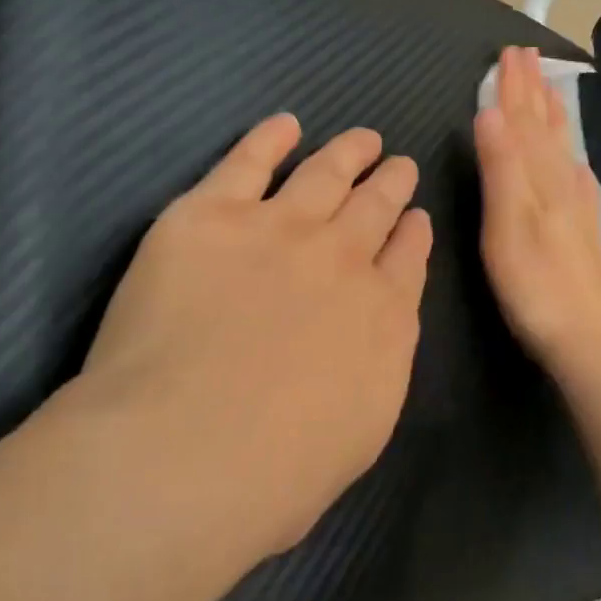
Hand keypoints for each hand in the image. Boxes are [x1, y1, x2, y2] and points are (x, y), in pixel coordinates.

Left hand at [73, 114, 431, 563]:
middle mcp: (342, 257)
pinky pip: (249, 160)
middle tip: (398, 165)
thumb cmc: (275, 475)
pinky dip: (270, 138)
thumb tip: (375, 331)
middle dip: (392, 182)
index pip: (407, 257)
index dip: (412, 231)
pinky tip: (285, 125)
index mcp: (382, 314)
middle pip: (376, 205)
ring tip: (363, 139)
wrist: (184, 454)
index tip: (415, 216)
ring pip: (326, 173)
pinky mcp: (212, 214)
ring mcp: (279, 228)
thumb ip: (377, 367)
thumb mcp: (360, 434)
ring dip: (350, 152)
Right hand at [475, 46, 600, 381]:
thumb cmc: (535, 282)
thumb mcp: (507, 223)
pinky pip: (574, 174)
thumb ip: (501, 166)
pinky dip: (569, 154)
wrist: (585, 334)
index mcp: (537, 176)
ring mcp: (574, 203)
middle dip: (533, 89)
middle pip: (543, 125)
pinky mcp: (581, 226)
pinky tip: (574, 156)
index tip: (510, 51)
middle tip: (528, 54)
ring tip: (549, 87)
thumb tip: (490, 111)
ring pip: (560, 145)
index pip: (522, 120)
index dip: (513, 86)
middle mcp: (559, 180)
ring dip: (551, 113)